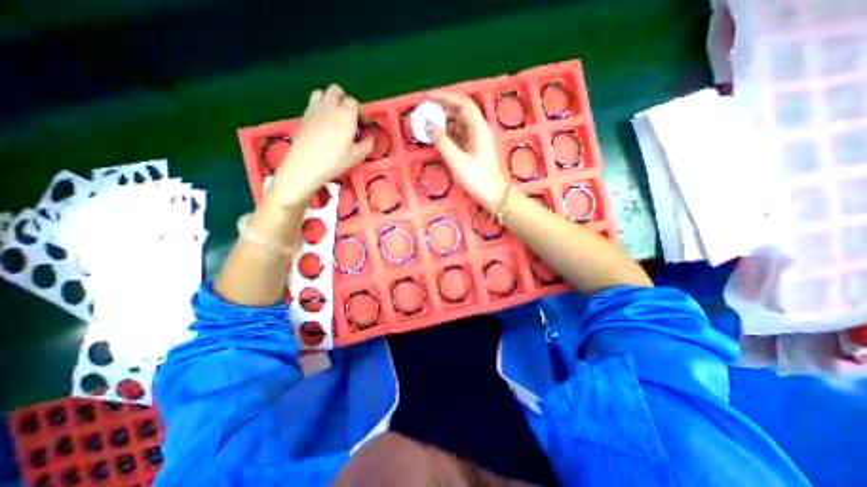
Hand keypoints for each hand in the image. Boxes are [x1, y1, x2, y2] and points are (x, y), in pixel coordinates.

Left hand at [264, 84, 372, 208]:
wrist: (305, 166)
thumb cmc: (334, 161)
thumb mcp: (356, 157)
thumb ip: (367, 145)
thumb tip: (371, 138)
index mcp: (345, 115)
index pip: (354, 103)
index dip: (361, 112)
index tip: (364, 124)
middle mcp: (329, 107)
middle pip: (336, 91)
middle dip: (345, 100)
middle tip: (349, 117)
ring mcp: (314, 109)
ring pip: (322, 93)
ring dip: (330, 100)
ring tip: (334, 116)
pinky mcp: (303, 116)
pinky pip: (312, 103)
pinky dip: (319, 107)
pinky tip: (323, 123)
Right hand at [427, 91, 509, 209]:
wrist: (493, 196)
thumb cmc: (477, 179)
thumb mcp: (457, 161)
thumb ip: (442, 142)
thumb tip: (430, 125)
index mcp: (478, 128)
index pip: (462, 104)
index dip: (445, 97)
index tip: (428, 97)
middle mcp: (479, 130)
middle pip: (461, 112)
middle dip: (443, 109)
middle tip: (425, 112)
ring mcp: (477, 140)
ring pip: (460, 124)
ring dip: (444, 122)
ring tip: (428, 124)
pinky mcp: (474, 150)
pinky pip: (460, 136)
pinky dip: (448, 134)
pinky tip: (438, 138)